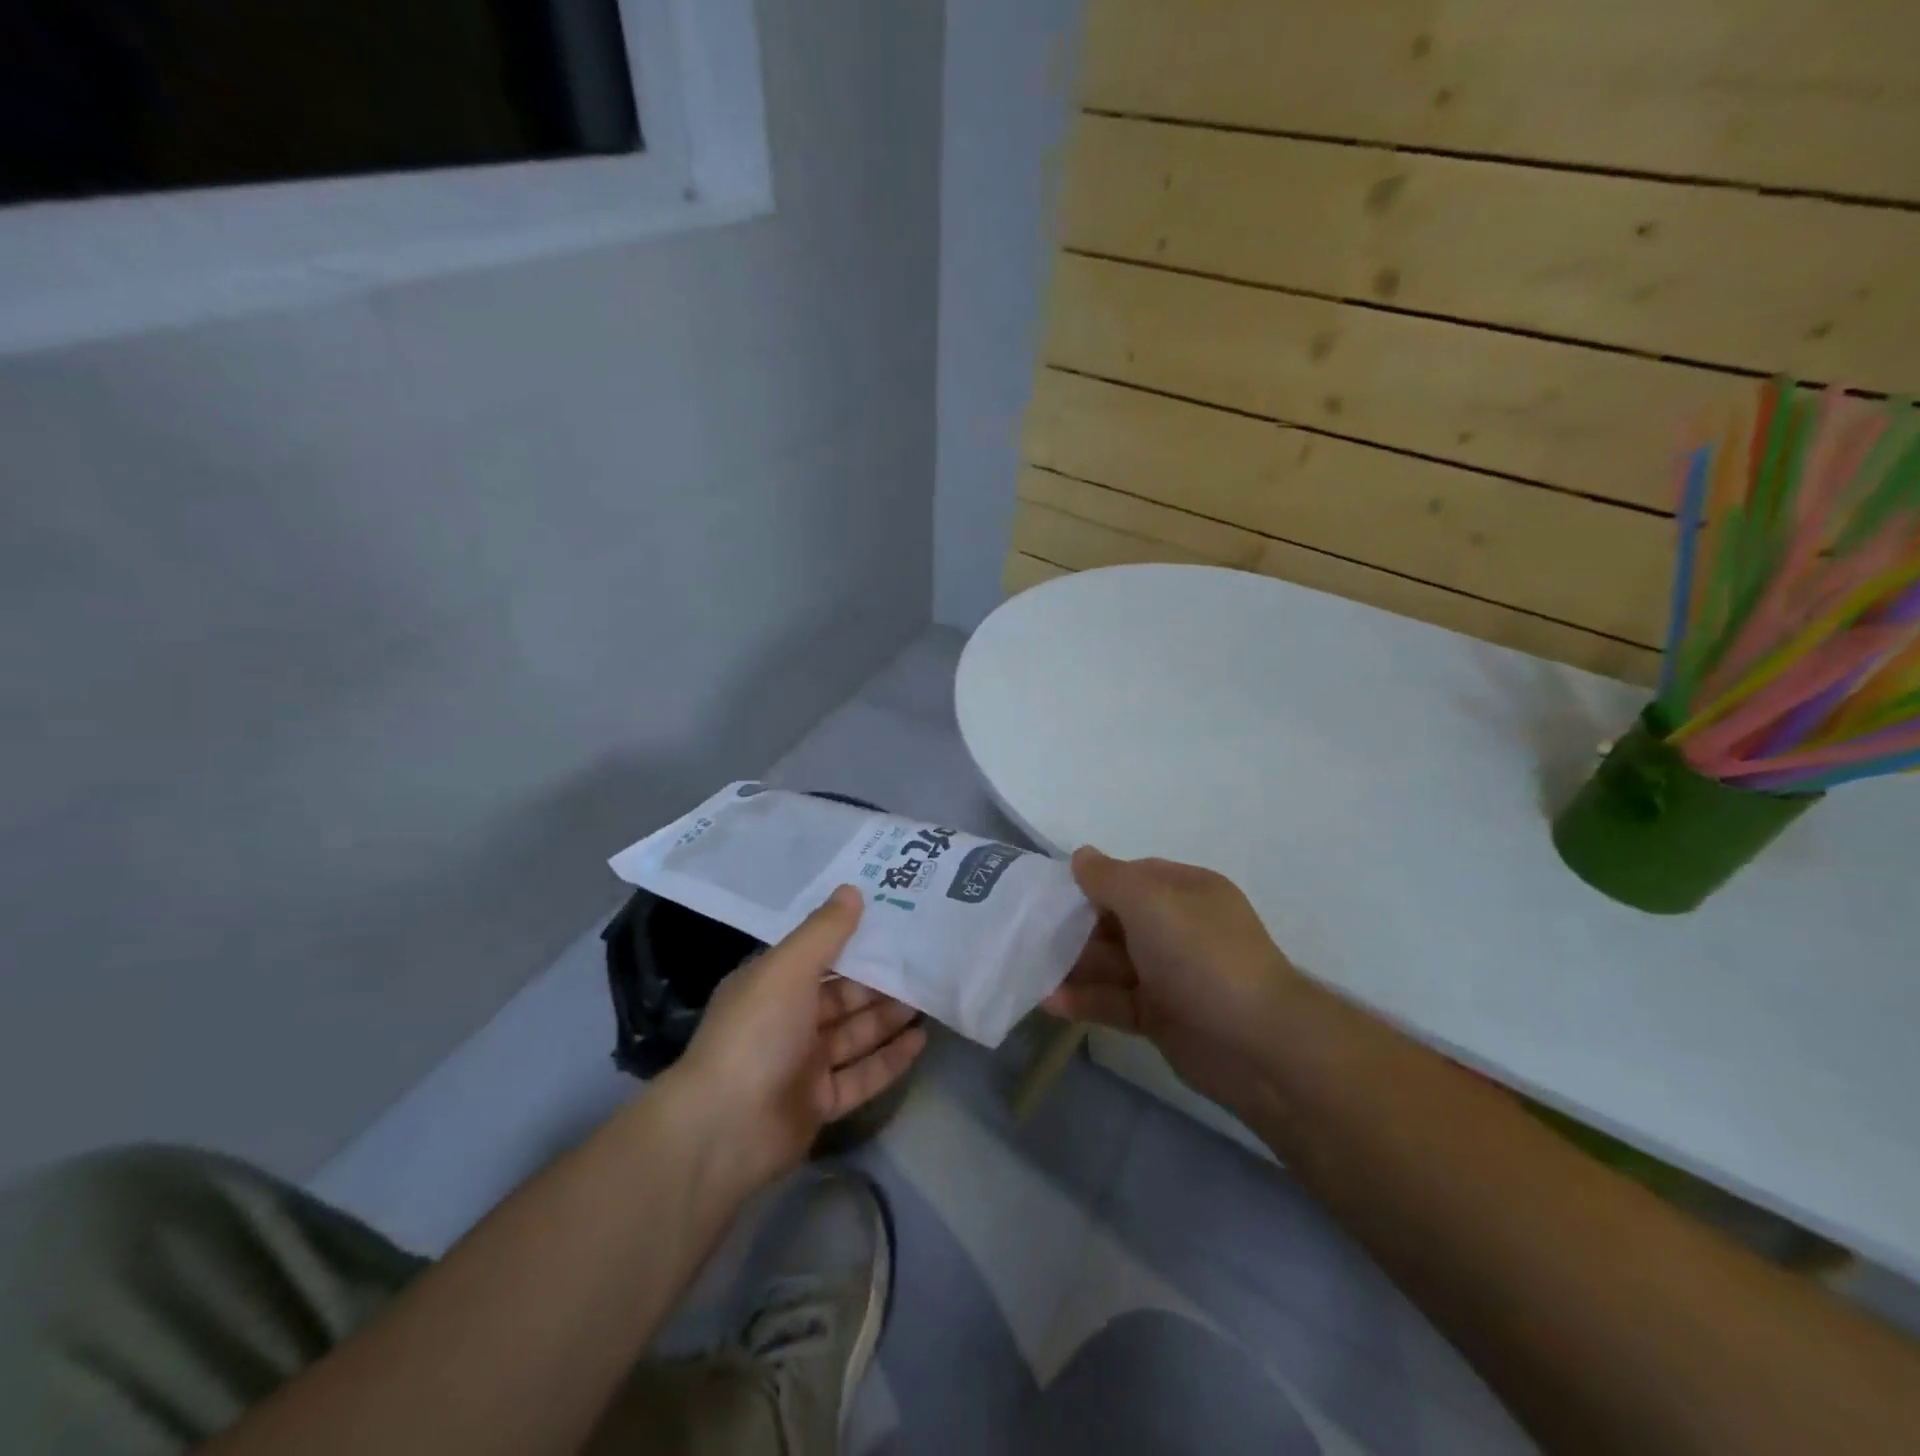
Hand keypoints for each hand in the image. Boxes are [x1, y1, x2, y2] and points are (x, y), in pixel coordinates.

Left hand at [669, 885, 926, 1190]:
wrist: (725, 1129)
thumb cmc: (756, 1033)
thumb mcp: (788, 968)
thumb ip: (824, 931)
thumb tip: (852, 889)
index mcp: (771, 984)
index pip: (817, 954)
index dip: (852, 938)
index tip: (893, 921)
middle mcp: (786, 1020)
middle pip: (841, 995)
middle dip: (879, 980)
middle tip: (924, 961)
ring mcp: (803, 1064)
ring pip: (855, 1033)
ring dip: (889, 1017)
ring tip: (931, 996)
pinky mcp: (819, 1102)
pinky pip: (862, 1074)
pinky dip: (889, 1058)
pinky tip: (920, 1041)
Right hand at [1043, 848, 1300, 1115]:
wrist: (1258, 1044)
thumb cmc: (1202, 956)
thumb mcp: (1152, 902)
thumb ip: (1109, 878)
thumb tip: (1080, 856)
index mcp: (1185, 892)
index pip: (1130, 876)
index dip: (1090, 882)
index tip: (1049, 893)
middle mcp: (1178, 928)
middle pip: (1116, 920)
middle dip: (1074, 927)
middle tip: (1028, 934)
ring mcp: (1170, 974)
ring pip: (1112, 963)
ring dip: (1073, 965)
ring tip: (1028, 969)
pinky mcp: (1162, 1016)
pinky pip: (1115, 1001)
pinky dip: (1085, 1000)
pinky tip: (1049, 1002)